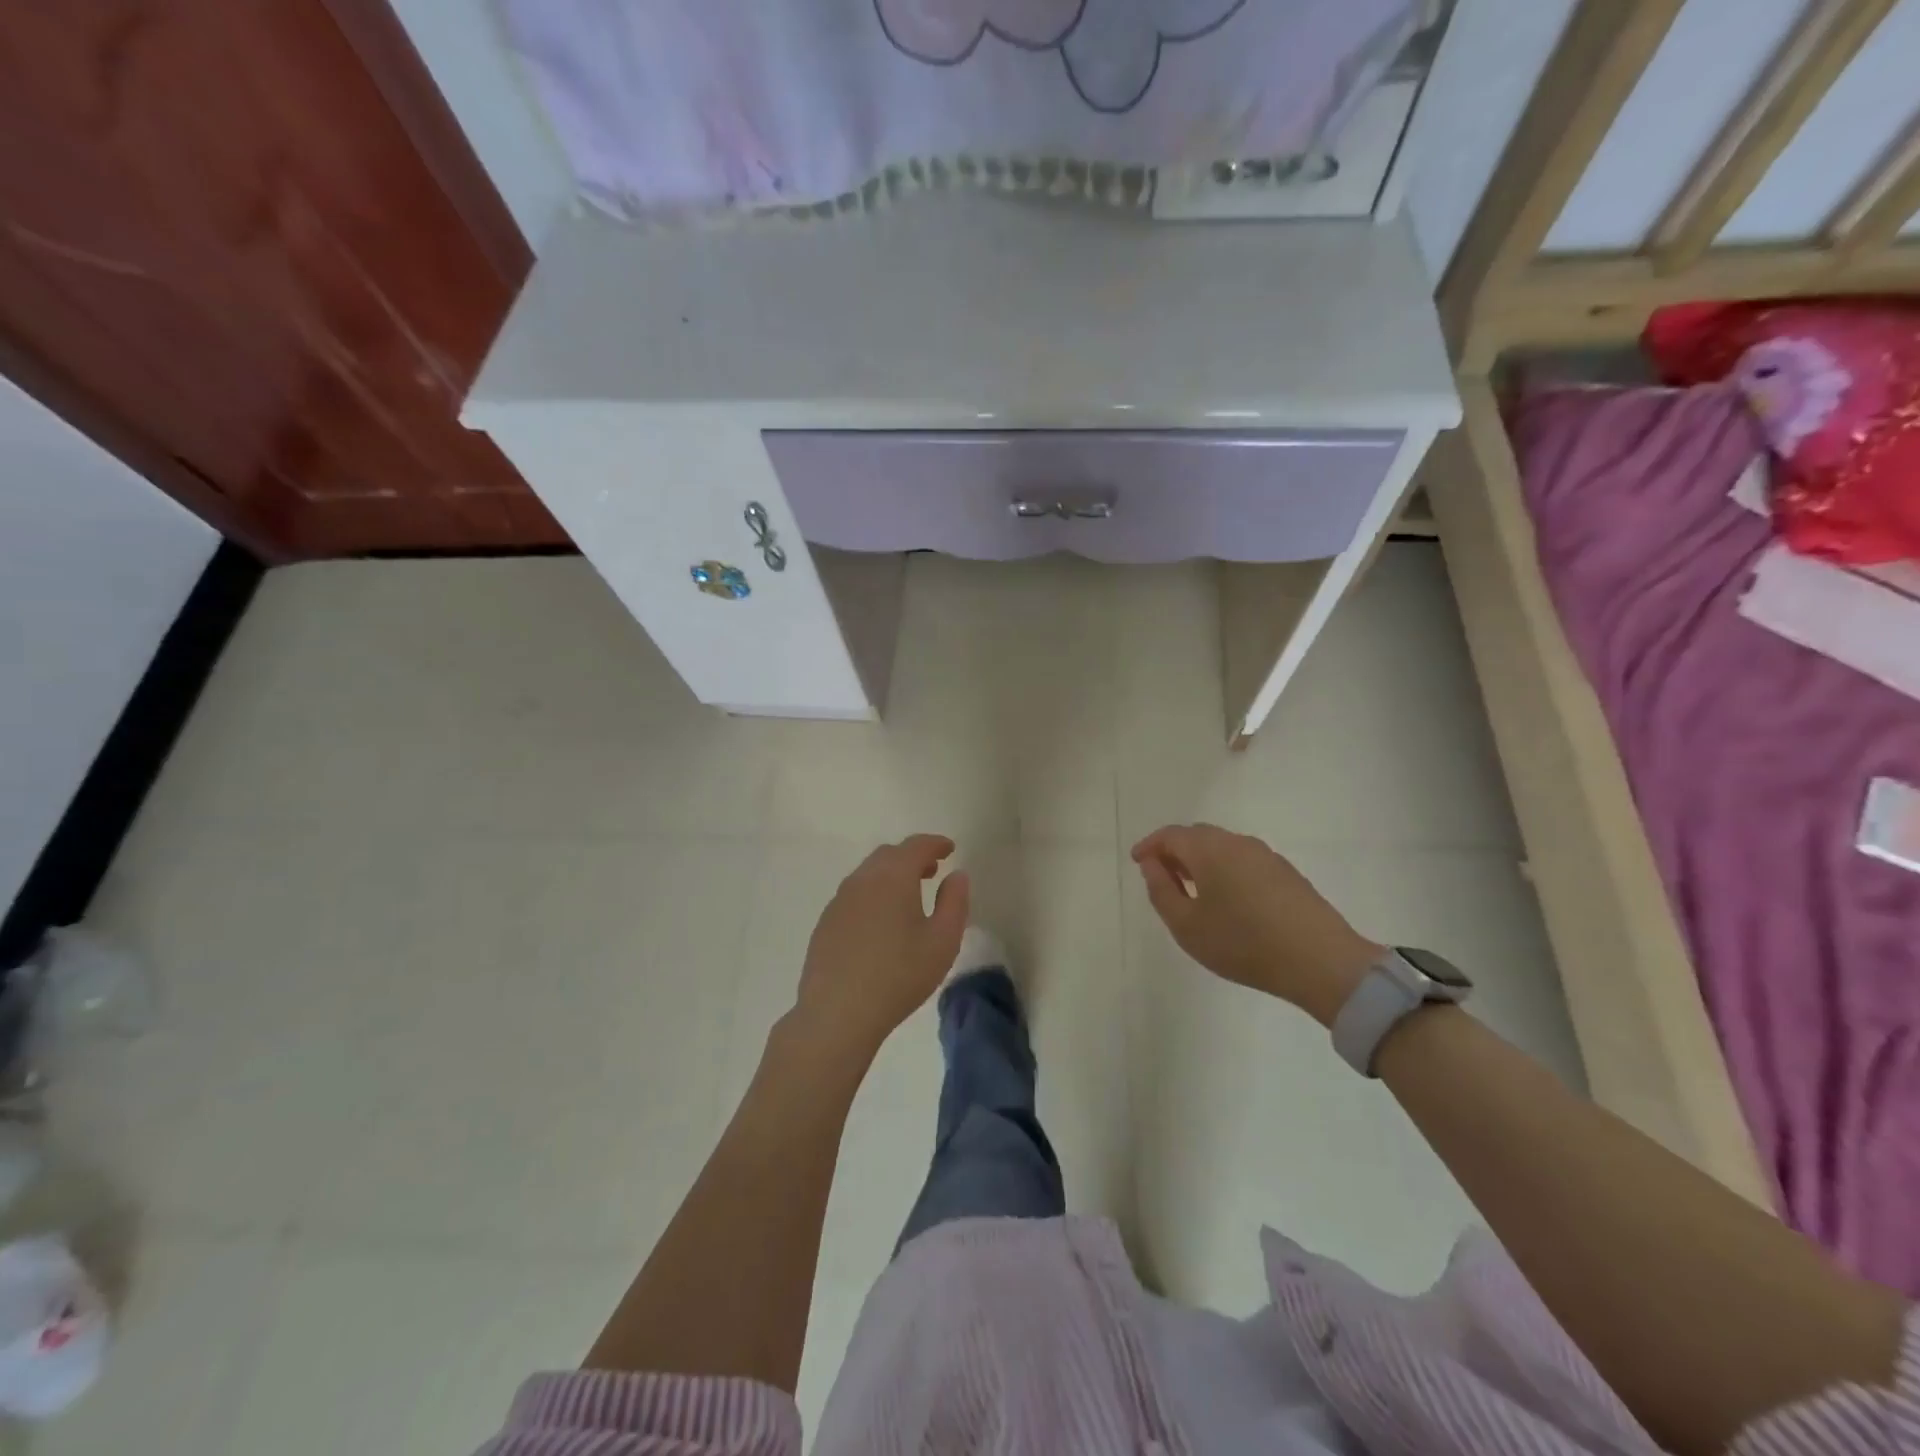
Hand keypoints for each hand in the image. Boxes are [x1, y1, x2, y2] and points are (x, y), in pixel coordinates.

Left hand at [791, 835, 970, 1059]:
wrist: (837, 1013)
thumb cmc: (899, 975)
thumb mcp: (942, 941)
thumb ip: (954, 902)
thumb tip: (956, 875)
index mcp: (893, 877)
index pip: (916, 846)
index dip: (935, 843)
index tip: (949, 849)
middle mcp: (862, 879)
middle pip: (889, 855)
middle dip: (912, 857)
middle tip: (932, 871)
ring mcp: (839, 900)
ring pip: (868, 874)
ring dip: (891, 875)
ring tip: (909, 896)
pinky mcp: (826, 923)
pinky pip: (854, 895)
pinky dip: (873, 894)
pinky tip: (881, 922)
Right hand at [1131, 824, 1381, 1025]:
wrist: (1320, 961)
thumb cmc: (1242, 943)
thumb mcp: (1186, 925)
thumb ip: (1161, 891)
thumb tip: (1152, 865)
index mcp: (1209, 849)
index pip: (1171, 835)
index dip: (1150, 845)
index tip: (1137, 862)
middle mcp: (1237, 842)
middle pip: (1197, 836)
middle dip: (1174, 851)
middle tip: (1161, 876)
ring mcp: (1266, 856)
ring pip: (1222, 847)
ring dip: (1201, 861)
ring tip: (1192, 890)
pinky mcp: (1286, 873)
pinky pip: (1243, 860)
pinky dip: (1224, 870)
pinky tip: (1227, 899)